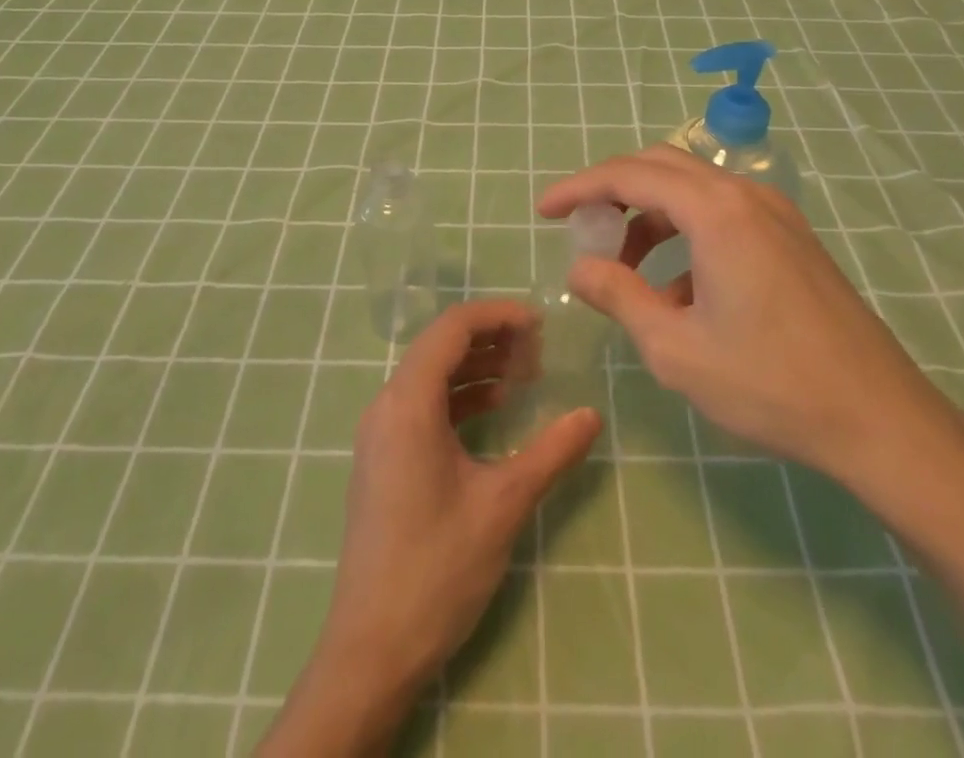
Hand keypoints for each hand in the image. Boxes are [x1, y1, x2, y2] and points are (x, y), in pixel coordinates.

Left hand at [258, 301, 600, 755]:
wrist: (371, 648)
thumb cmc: (438, 567)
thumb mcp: (503, 504)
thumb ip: (551, 452)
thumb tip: (592, 415)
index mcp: (408, 402)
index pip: (452, 328)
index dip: (498, 315)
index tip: (541, 324)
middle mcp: (387, 404)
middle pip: (440, 345)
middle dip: (491, 338)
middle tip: (538, 353)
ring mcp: (380, 432)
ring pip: (431, 373)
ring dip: (476, 366)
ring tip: (523, 376)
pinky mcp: (383, 456)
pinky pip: (422, 403)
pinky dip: (459, 396)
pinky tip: (493, 409)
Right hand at [538, 146, 961, 496]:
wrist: (880, 419)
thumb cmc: (770, 383)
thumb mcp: (675, 347)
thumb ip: (618, 297)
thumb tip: (579, 269)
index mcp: (715, 211)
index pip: (629, 175)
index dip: (580, 188)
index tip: (545, 211)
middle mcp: (746, 195)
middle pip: (661, 167)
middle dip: (613, 193)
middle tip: (581, 231)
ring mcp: (775, 213)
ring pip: (692, 191)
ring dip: (650, 219)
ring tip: (628, 277)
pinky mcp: (792, 238)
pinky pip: (722, 215)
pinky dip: (685, 236)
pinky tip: (680, 295)